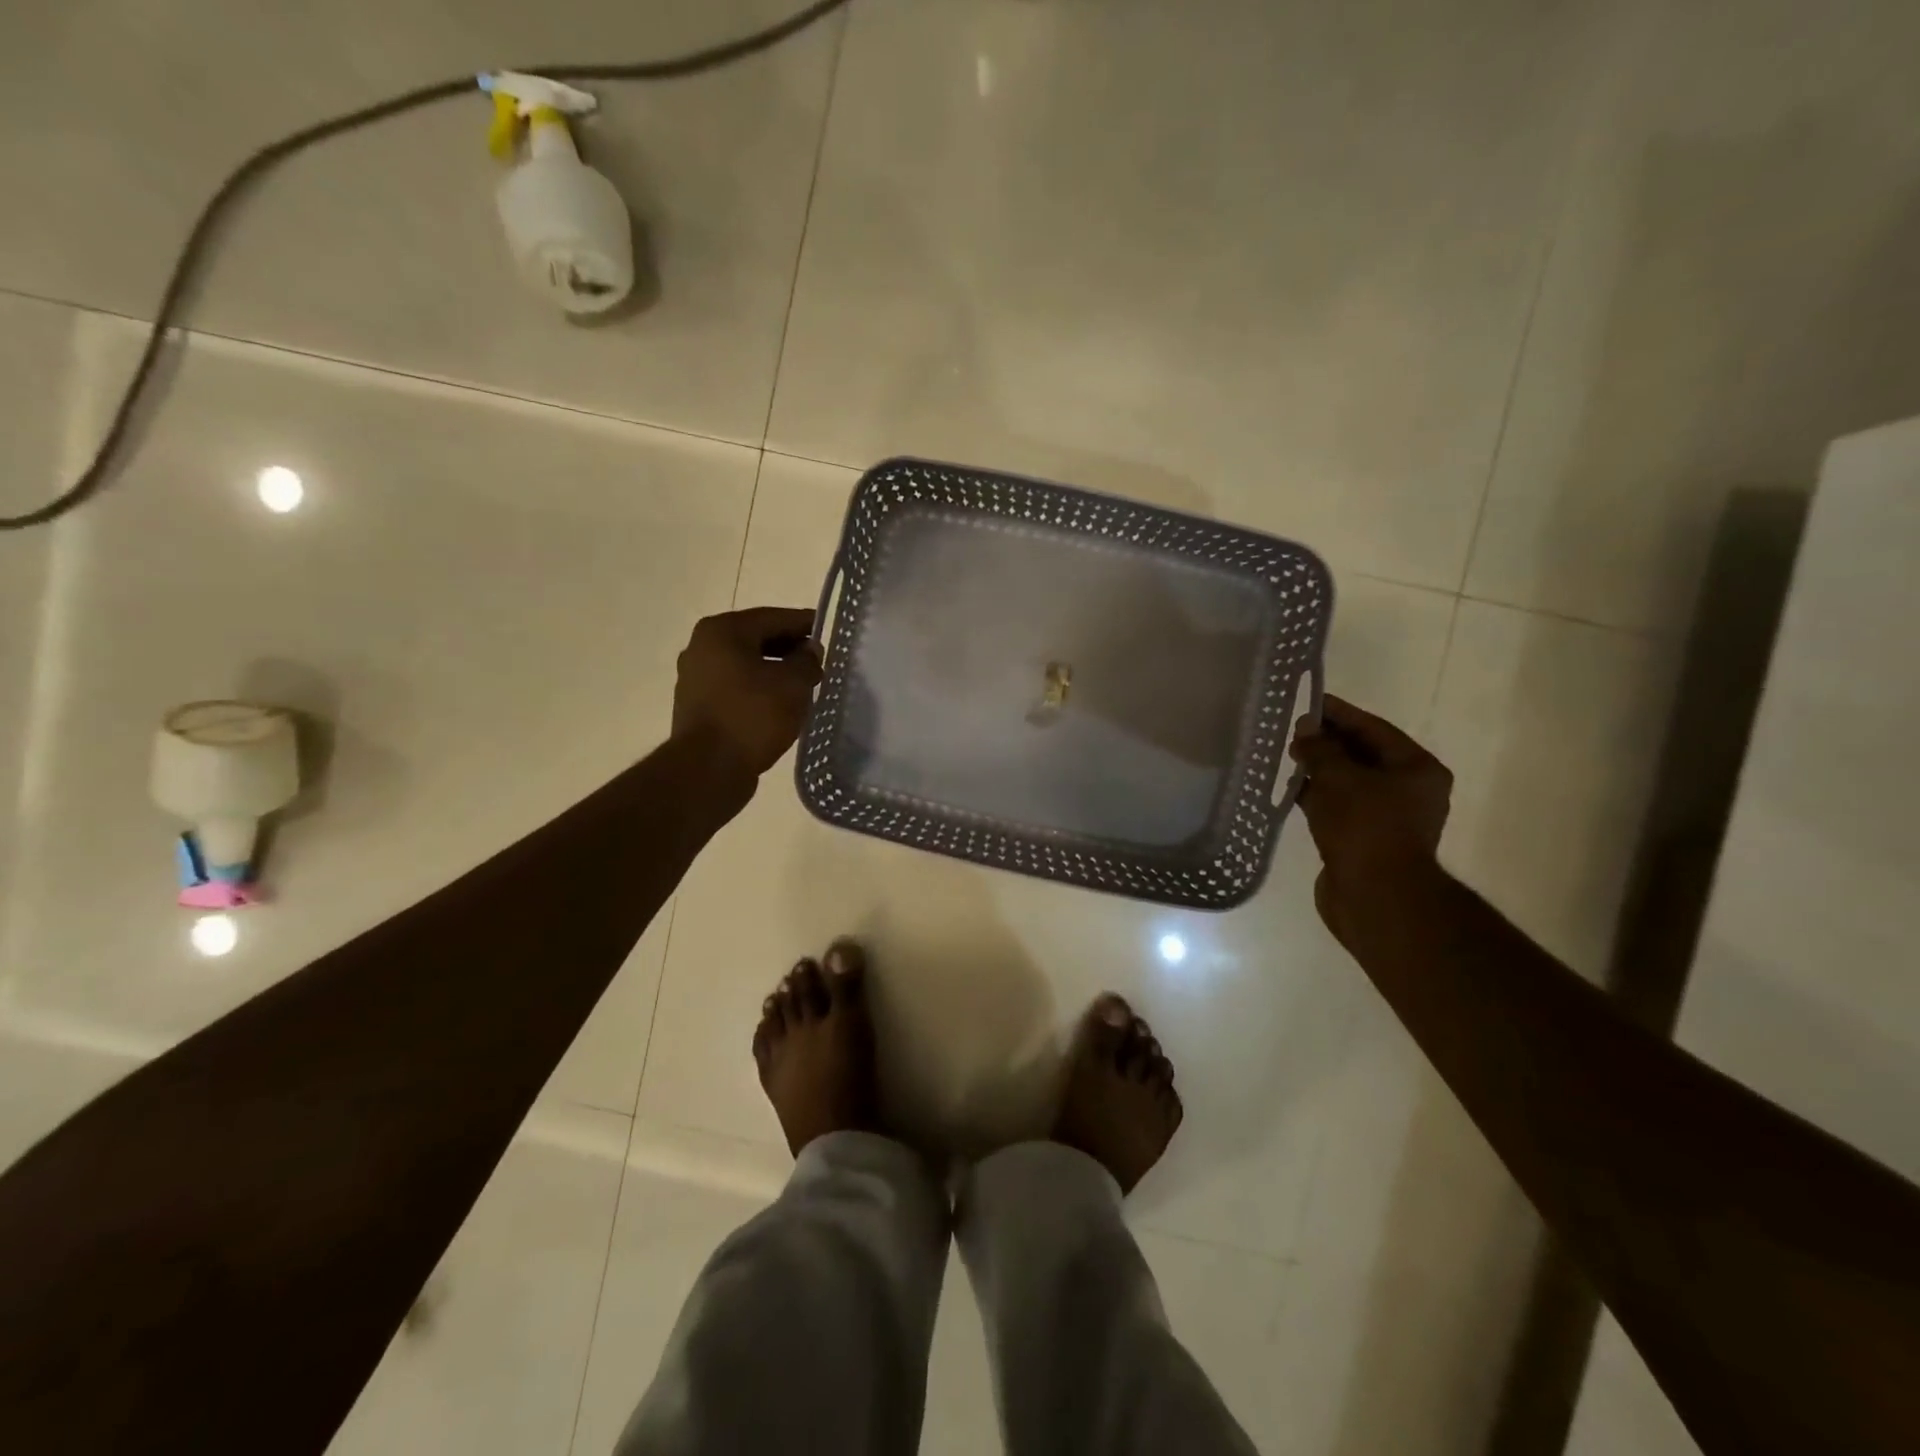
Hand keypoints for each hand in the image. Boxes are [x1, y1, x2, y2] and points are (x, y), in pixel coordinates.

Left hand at [672, 607, 823, 778]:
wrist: (709, 768)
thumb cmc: (753, 715)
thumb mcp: (793, 684)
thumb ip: (807, 660)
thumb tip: (809, 651)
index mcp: (722, 630)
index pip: (773, 617)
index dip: (804, 623)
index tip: (827, 630)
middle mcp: (702, 646)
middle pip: (756, 639)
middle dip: (789, 648)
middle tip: (819, 662)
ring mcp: (695, 677)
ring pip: (745, 665)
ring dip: (774, 671)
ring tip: (804, 686)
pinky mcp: (697, 706)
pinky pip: (736, 687)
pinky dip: (758, 690)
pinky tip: (780, 705)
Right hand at [1289, 695, 1452, 939]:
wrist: (1375, 897)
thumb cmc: (1364, 827)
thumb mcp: (1338, 778)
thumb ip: (1320, 749)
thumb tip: (1305, 727)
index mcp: (1417, 768)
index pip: (1373, 728)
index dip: (1338, 714)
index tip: (1306, 703)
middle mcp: (1409, 789)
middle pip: (1363, 754)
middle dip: (1327, 742)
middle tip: (1290, 731)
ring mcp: (1388, 816)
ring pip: (1349, 782)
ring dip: (1320, 770)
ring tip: (1286, 757)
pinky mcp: (1365, 838)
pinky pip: (1340, 806)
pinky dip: (1318, 796)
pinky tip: (1291, 789)